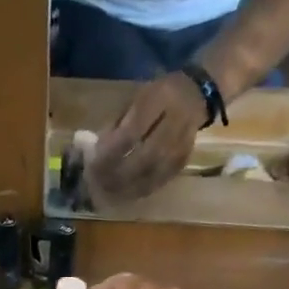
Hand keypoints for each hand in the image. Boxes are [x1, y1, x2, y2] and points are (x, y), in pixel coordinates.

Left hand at [87, 72, 208, 203]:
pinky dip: (142, 188)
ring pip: (154, 172)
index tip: (93, 163)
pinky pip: (162, 179)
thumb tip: (98, 151)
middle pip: (144, 156)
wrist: (195, 95)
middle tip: (98, 182)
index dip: (111, 152)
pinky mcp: (184, 160)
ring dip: (129, 186)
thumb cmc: (157, 95)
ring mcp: (182, 144)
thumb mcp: (135, 98)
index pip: (132, 133)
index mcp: (158, 100)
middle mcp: (175, 123)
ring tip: (108, 192)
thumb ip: (117, 123)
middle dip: (118, 173)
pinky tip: (127, 193)